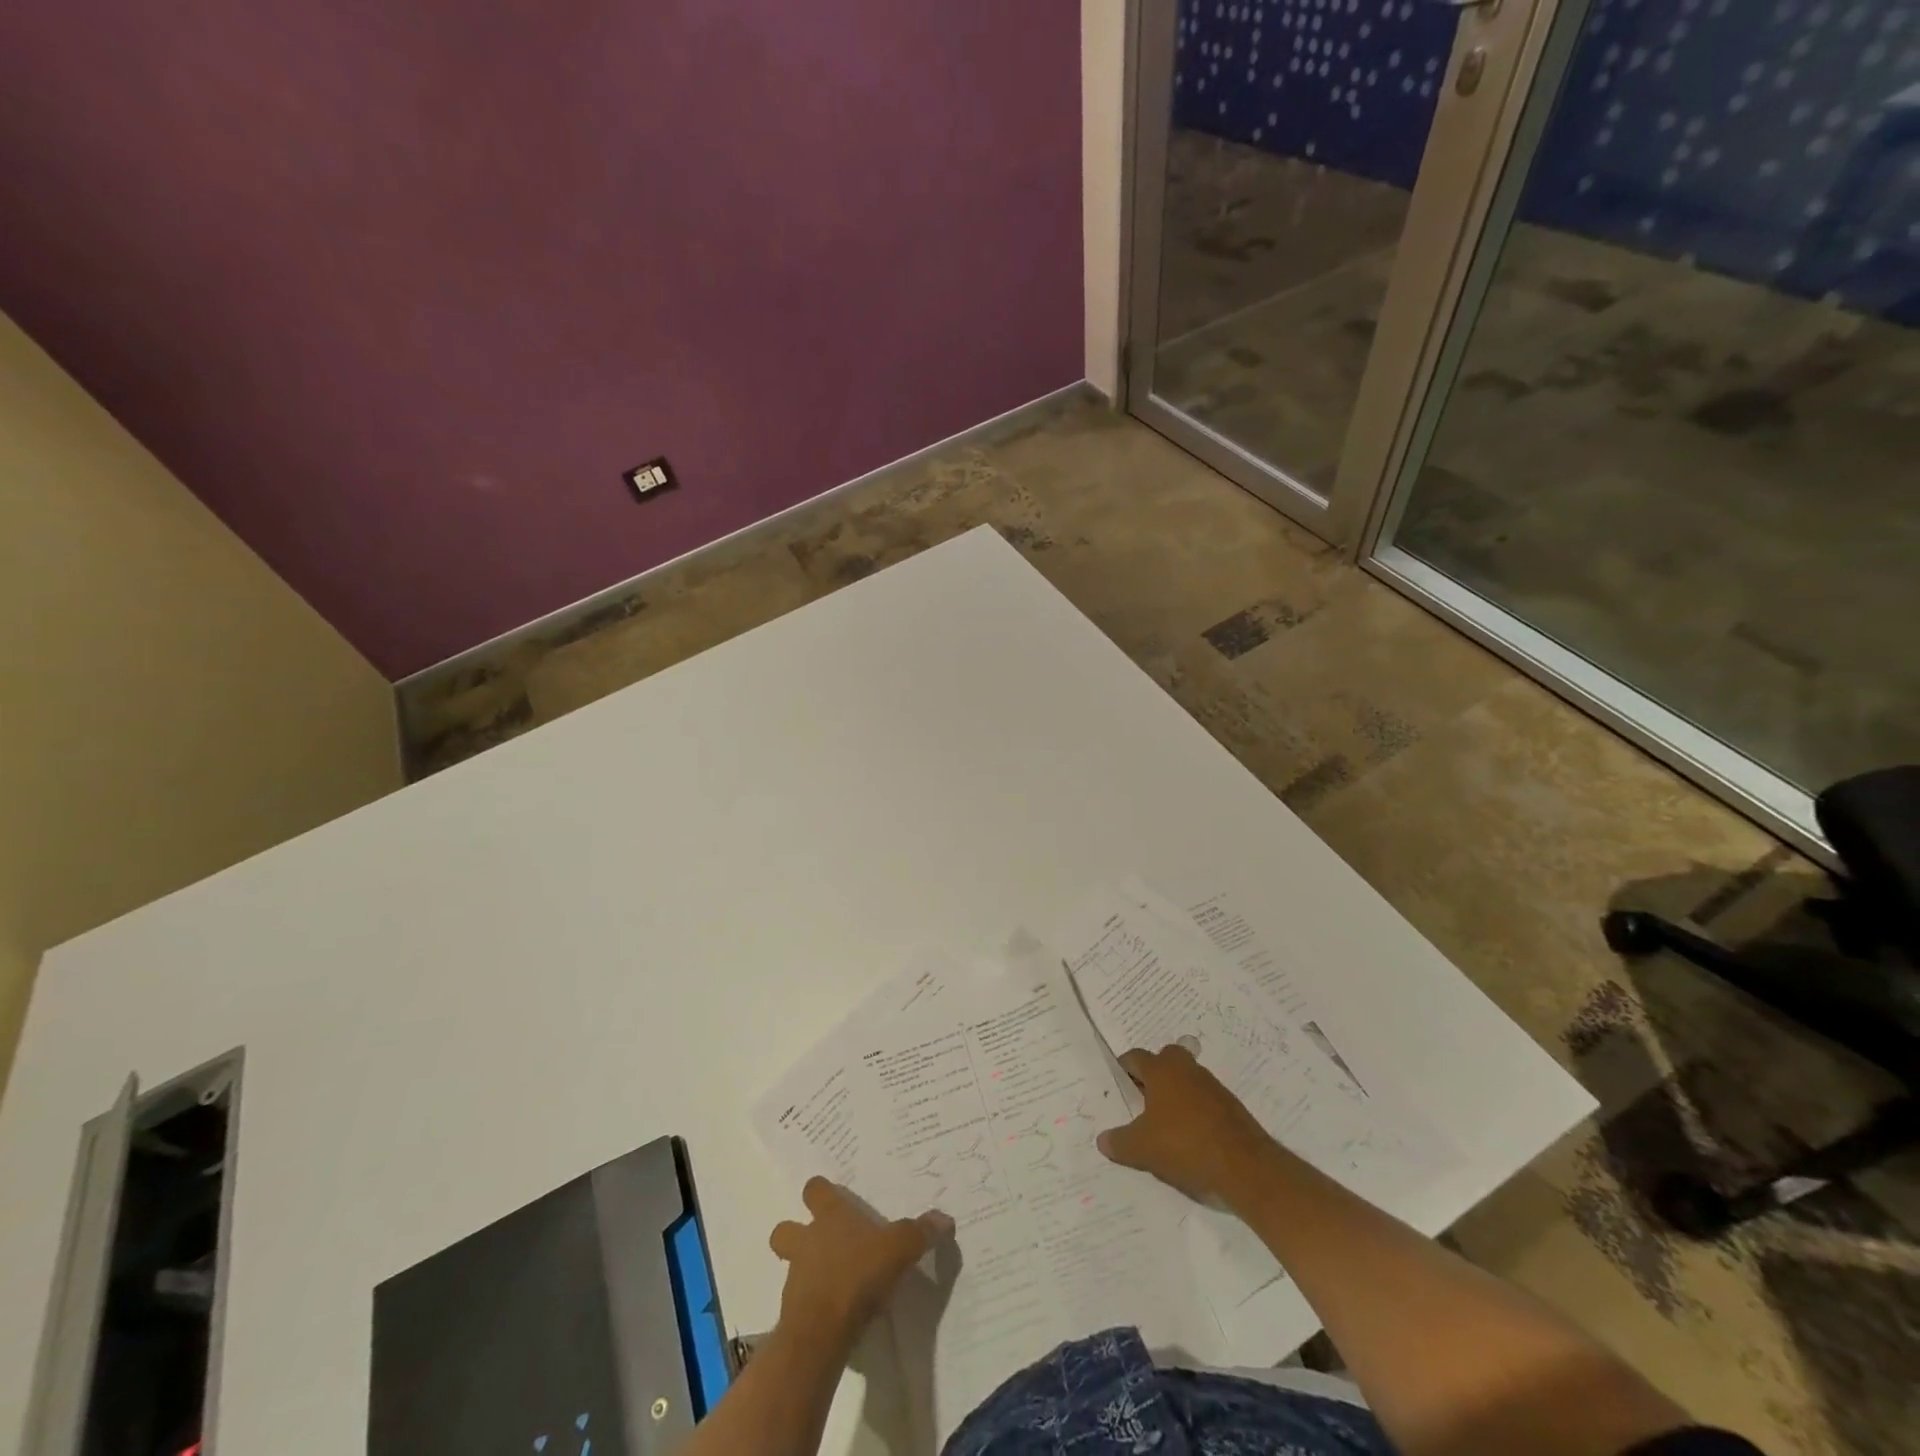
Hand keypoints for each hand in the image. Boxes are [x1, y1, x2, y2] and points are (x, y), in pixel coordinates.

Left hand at [769, 1178, 953, 1346]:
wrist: (822, 1331)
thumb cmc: (858, 1275)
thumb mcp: (898, 1250)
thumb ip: (919, 1233)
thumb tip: (945, 1219)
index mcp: (830, 1217)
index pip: (815, 1189)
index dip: (820, 1191)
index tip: (828, 1196)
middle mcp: (807, 1241)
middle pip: (785, 1229)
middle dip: (795, 1233)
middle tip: (818, 1243)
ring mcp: (795, 1277)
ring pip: (790, 1266)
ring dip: (804, 1271)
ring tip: (831, 1282)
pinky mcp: (792, 1314)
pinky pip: (799, 1302)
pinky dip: (812, 1304)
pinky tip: (834, 1313)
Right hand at [1097, 1043, 1274, 1204]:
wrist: (1245, 1167)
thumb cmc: (1185, 1146)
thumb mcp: (1142, 1149)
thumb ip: (1119, 1142)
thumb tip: (1102, 1140)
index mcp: (1161, 1071)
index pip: (1136, 1057)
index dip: (1123, 1069)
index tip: (1117, 1086)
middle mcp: (1187, 1070)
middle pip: (1166, 1058)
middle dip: (1154, 1073)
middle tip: (1142, 1098)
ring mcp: (1212, 1086)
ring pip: (1187, 1079)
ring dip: (1176, 1093)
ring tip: (1165, 1122)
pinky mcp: (1231, 1107)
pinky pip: (1205, 1099)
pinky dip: (1195, 1111)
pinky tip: (1190, 1137)